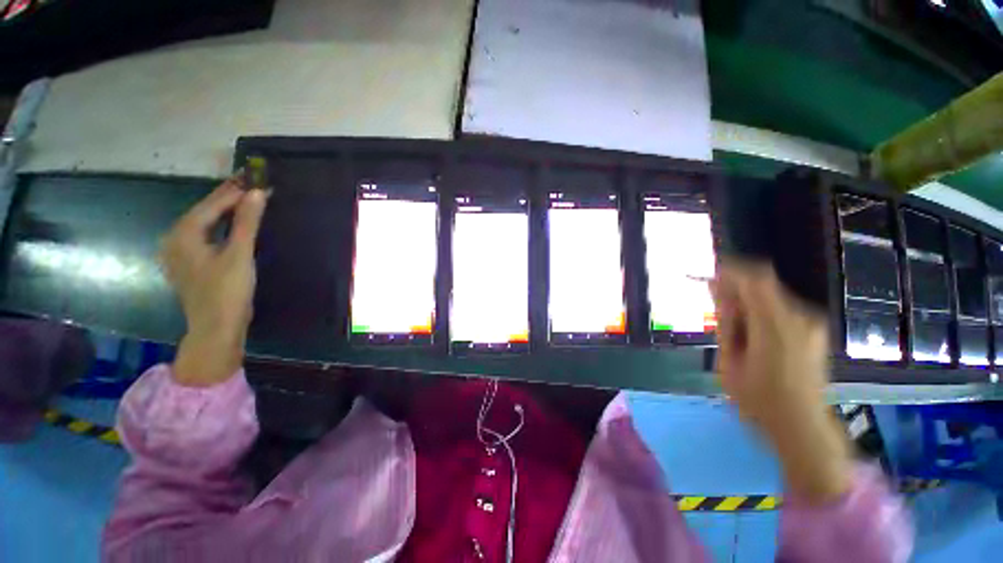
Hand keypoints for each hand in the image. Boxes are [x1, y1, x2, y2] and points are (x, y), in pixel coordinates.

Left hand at [160, 175, 268, 386]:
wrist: (216, 328)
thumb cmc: (227, 291)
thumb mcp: (240, 254)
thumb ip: (247, 222)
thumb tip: (258, 192)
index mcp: (183, 233)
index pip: (212, 204)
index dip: (235, 190)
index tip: (255, 177)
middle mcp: (174, 238)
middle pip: (205, 211)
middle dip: (229, 198)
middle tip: (253, 185)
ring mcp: (179, 252)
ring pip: (205, 223)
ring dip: (226, 211)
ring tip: (247, 200)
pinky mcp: (189, 263)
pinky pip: (205, 235)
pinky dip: (222, 226)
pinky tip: (234, 224)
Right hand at [714, 259, 851, 504]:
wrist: (802, 425)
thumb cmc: (758, 399)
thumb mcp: (729, 360)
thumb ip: (726, 322)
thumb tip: (718, 291)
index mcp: (776, 327)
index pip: (755, 280)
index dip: (730, 271)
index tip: (708, 275)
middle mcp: (800, 318)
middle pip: (763, 283)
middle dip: (735, 287)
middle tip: (715, 303)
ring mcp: (811, 323)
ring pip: (771, 294)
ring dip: (747, 300)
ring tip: (732, 323)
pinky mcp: (814, 329)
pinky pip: (781, 306)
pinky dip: (760, 309)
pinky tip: (750, 330)